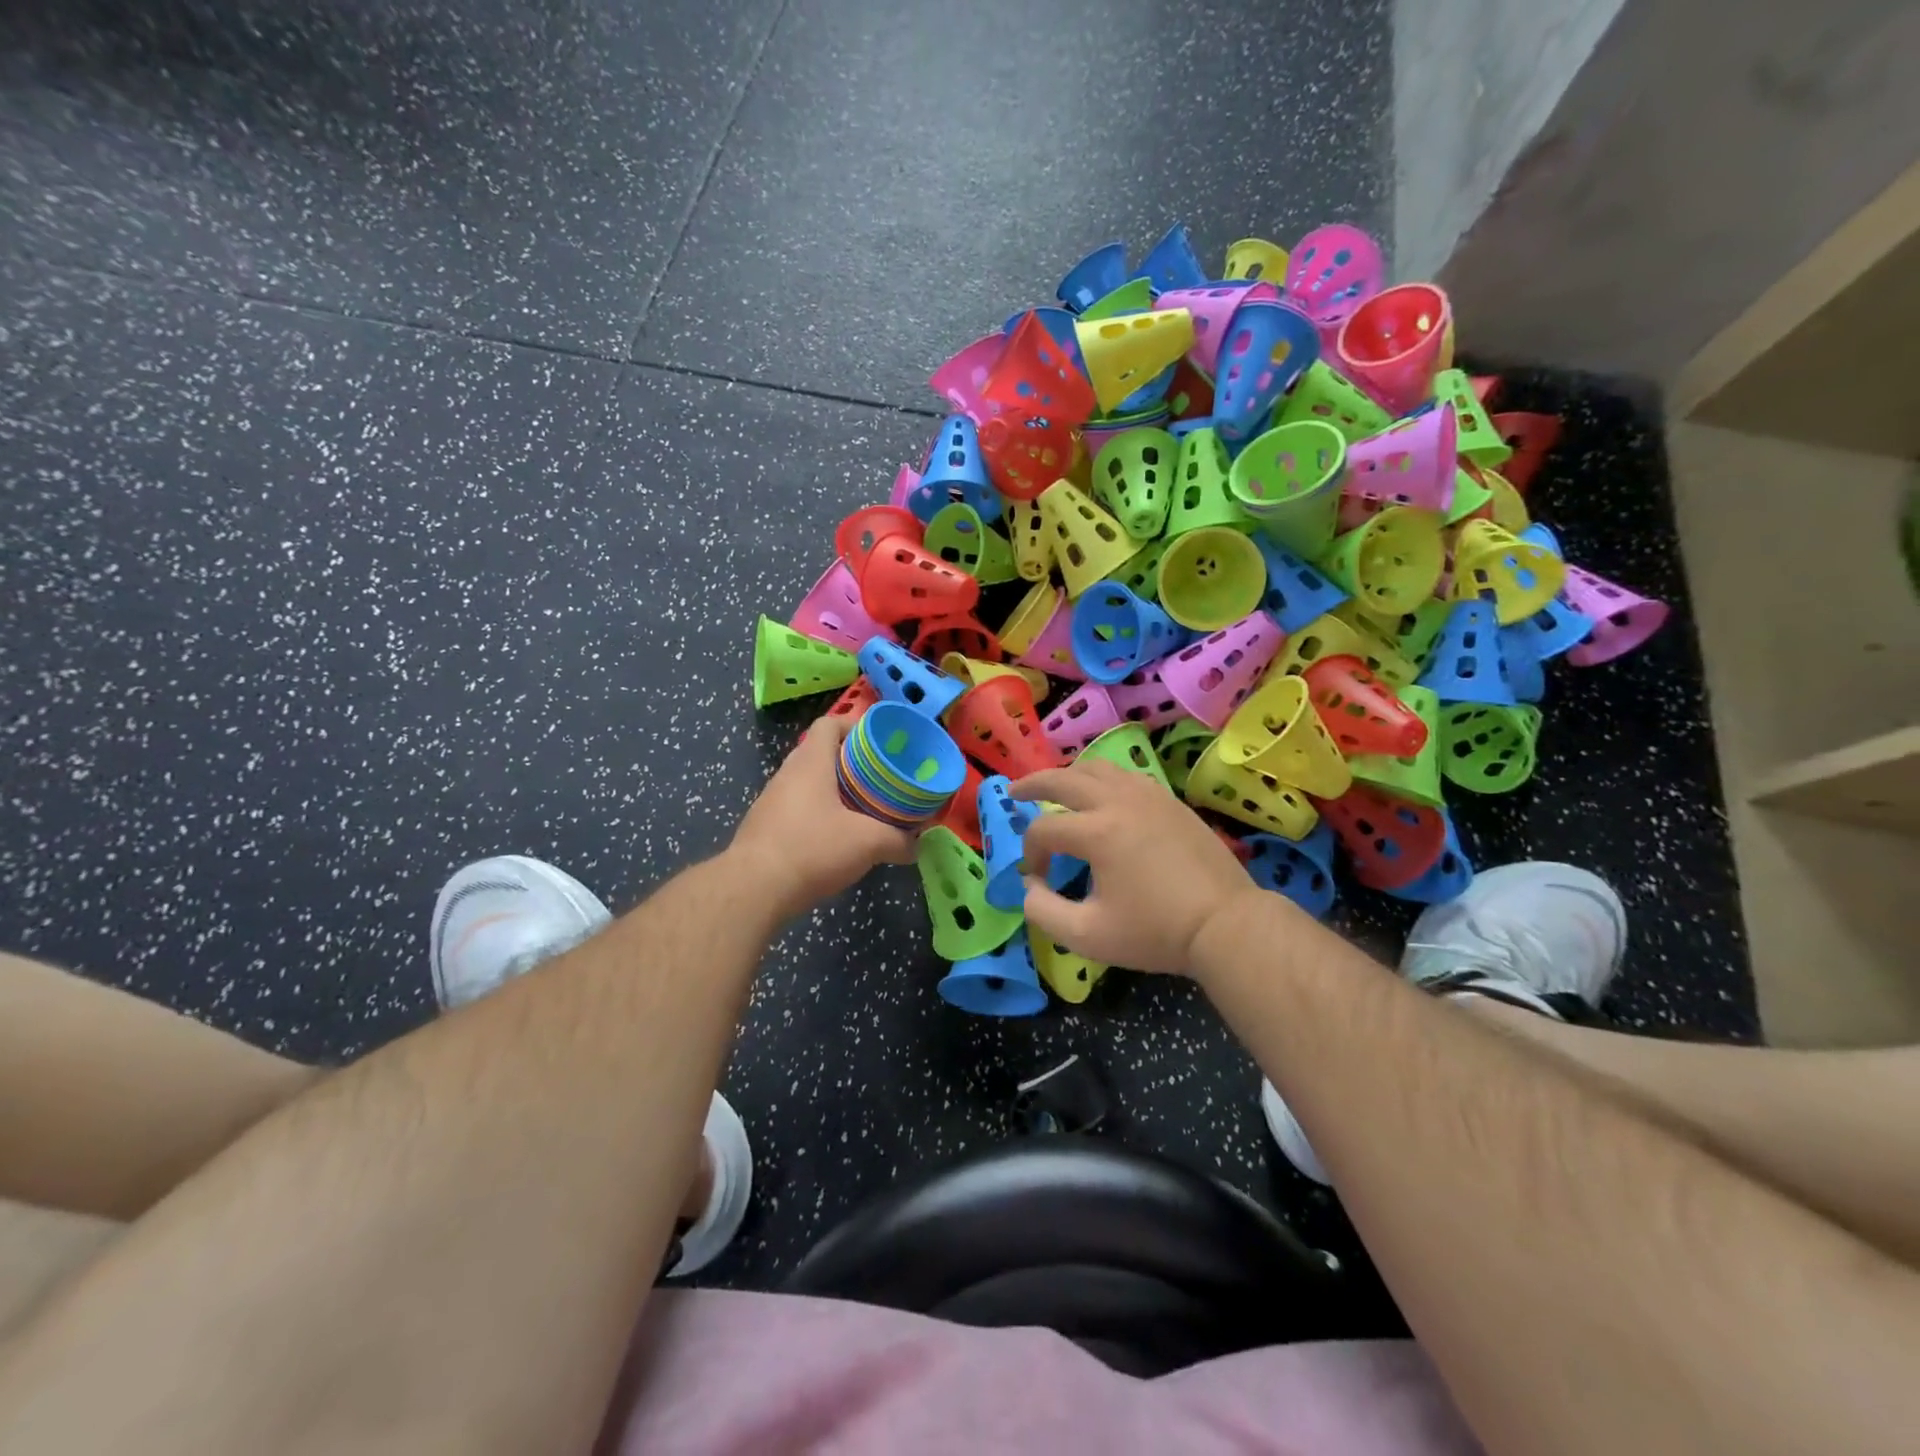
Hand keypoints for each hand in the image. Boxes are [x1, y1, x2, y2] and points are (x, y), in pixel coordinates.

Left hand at [730, 715, 915, 918]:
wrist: (753, 890)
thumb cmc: (812, 849)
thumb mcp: (868, 843)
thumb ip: (899, 840)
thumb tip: (916, 845)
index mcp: (811, 763)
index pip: (829, 724)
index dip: (854, 724)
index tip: (879, 740)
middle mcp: (787, 774)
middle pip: (820, 753)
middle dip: (851, 762)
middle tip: (879, 777)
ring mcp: (771, 801)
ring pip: (808, 784)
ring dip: (834, 791)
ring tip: (862, 808)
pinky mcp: (764, 828)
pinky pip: (797, 810)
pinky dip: (818, 815)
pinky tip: (835, 839)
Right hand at [1011, 759, 1265, 976]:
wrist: (1225, 924)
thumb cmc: (1156, 932)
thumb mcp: (1087, 936)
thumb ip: (1043, 911)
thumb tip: (1030, 886)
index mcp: (1097, 832)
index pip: (1044, 830)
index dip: (1031, 853)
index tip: (1038, 878)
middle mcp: (1119, 802)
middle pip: (1064, 779)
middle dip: (1033, 784)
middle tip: (1014, 790)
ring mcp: (1148, 796)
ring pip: (1098, 768)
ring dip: (1069, 775)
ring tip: (1055, 786)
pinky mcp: (1170, 801)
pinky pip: (1126, 776)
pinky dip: (1103, 779)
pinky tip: (1101, 795)